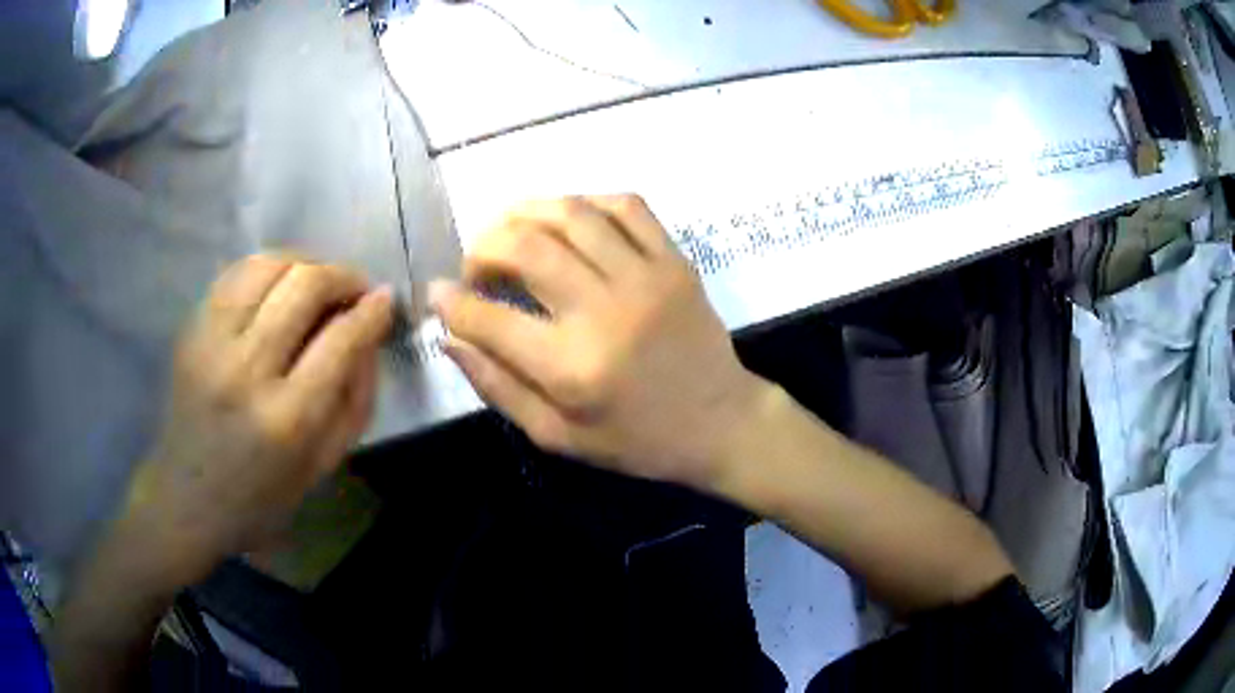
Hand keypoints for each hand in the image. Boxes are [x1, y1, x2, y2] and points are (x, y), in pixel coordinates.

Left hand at [127, 255, 392, 581]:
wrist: (187, 499)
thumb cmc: (260, 498)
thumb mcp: (322, 468)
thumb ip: (355, 401)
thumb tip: (371, 335)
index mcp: (286, 419)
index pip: (340, 340)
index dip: (372, 312)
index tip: (386, 301)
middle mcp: (246, 370)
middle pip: (305, 286)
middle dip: (343, 276)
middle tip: (356, 288)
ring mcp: (211, 343)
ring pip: (267, 265)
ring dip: (304, 262)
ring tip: (317, 280)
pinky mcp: (191, 330)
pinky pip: (234, 274)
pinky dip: (266, 268)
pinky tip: (278, 285)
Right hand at [431, 195, 768, 488]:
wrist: (720, 422)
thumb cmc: (637, 440)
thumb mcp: (558, 435)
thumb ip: (498, 386)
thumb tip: (450, 338)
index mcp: (573, 367)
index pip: (488, 319)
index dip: (450, 301)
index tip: (437, 293)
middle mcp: (606, 311)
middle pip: (526, 247)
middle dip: (483, 247)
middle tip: (476, 267)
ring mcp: (647, 277)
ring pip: (571, 213)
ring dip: (526, 213)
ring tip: (510, 233)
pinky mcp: (675, 260)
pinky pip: (626, 205)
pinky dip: (586, 202)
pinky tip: (568, 220)